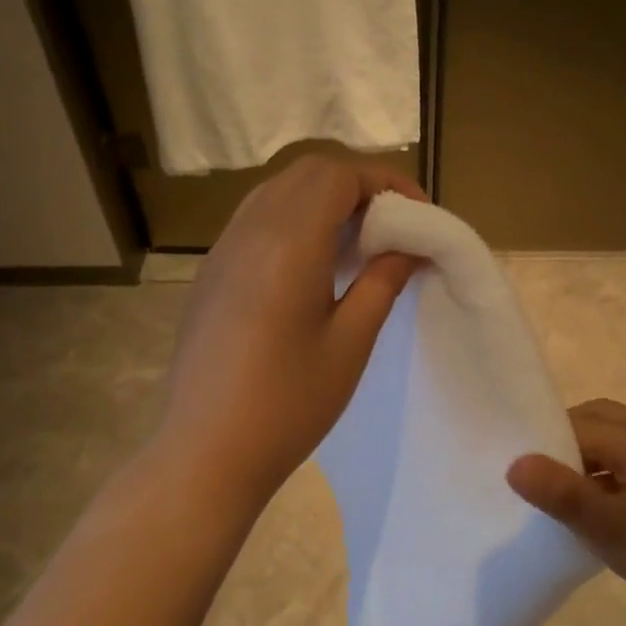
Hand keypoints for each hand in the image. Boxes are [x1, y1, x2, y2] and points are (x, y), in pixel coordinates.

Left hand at [157, 154, 424, 503]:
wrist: (206, 453)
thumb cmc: (288, 405)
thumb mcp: (349, 343)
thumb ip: (382, 282)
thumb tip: (410, 247)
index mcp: (287, 244)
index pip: (338, 175)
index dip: (385, 182)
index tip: (419, 215)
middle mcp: (248, 231)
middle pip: (307, 173)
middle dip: (357, 185)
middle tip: (393, 225)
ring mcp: (222, 250)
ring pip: (278, 191)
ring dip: (324, 200)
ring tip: (359, 242)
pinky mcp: (210, 273)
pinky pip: (256, 220)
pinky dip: (295, 219)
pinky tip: (314, 264)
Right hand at [506, 399, 625, 625]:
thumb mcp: (614, 530)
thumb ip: (563, 495)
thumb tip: (513, 461)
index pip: (573, 423)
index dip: (540, 441)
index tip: (514, 471)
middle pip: (600, 421)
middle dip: (565, 441)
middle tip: (540, 479)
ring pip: (622, 446)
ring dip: (592, 461)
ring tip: (569, 501)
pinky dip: (615, 479)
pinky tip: (611, 518)